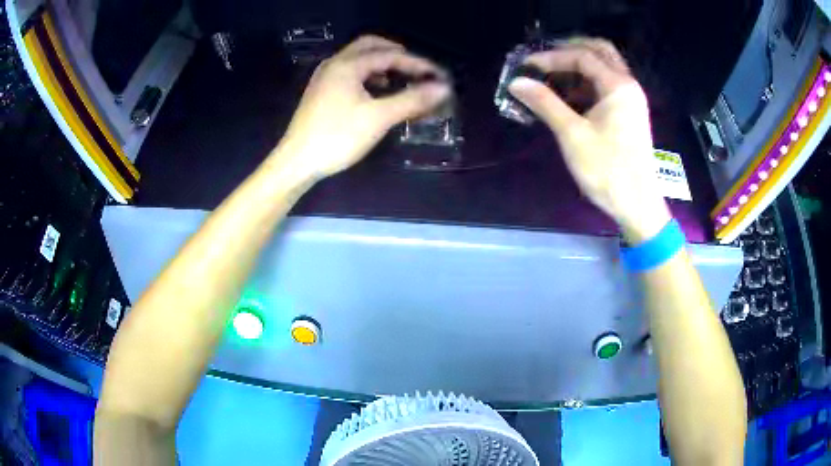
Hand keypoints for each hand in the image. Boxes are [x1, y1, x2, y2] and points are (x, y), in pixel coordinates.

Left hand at [276, 35, 450, 177]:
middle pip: (369, 46)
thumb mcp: (378, 117)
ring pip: (357, 59)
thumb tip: (443, 88)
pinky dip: (368, 76)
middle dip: (396, 54)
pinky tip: (376, 93)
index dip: (416, 63)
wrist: (297, 162)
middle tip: (416, 68)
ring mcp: (325, 78)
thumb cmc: (337, 137)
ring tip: (399, 80)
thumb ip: (412, 100)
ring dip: (381, 64)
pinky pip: (349, 73)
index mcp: (347, 65)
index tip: (438, 74)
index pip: (389, 55)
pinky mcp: (321, 92)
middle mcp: (334, 64)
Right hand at [508, 39, 670, 243]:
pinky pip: (607, 86)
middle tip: (545, 59)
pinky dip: (587, 83)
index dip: (552, 57)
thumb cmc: (607, 170)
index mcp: (618, 86)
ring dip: (578, 66)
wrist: (637, 205)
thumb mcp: (572, 134)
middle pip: (599, 51)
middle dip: (570, 50)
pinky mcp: (629, 114)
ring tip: (552, 78)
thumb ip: (545, 103)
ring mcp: (631, 100)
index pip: (582, 56)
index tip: (527, 67)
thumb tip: (517, 82)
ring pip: (605, 67)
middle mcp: (628, 85)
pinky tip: (569, 98)